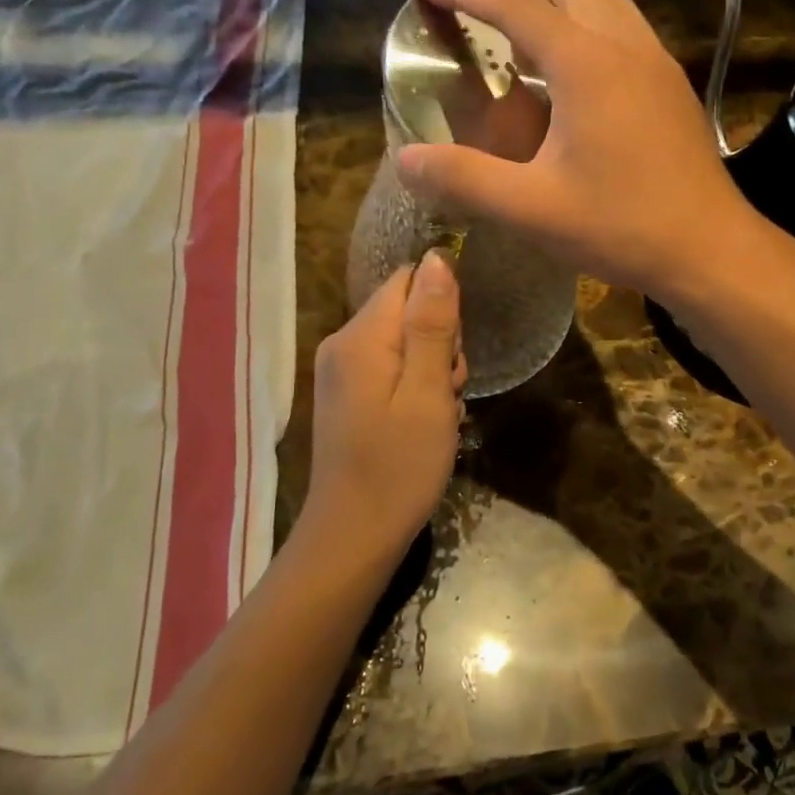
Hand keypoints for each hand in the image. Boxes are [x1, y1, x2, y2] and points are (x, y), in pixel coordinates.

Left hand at [299, 251, 465, 566]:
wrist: (353, 537)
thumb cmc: (399, 466)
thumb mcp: (428, 392)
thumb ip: (432, 323)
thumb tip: (438, 257)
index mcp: (361, 336)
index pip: (409, 280)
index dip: (442, 307)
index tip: (453, 353)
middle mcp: (343, 343)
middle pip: (406, 310)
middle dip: (440, 343)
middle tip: (448, 392)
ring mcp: (341, 371)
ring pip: (403, 342)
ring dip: (432, 370)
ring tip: (438, 414)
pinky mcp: (346, 396)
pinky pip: (390, 369)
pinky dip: (415, 388)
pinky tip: (422, 425)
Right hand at [397, 0, 757, 303]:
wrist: (709, 249)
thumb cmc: (622, 226)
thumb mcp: (532, 209)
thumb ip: (464, 179)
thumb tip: (406, 159)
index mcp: (585, 64)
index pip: (513, 4)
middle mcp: (623, 44)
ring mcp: (654, 60)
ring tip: (517, 19)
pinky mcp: (669, 82)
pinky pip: (621, 21)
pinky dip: (584, 15)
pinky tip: (570, 60)